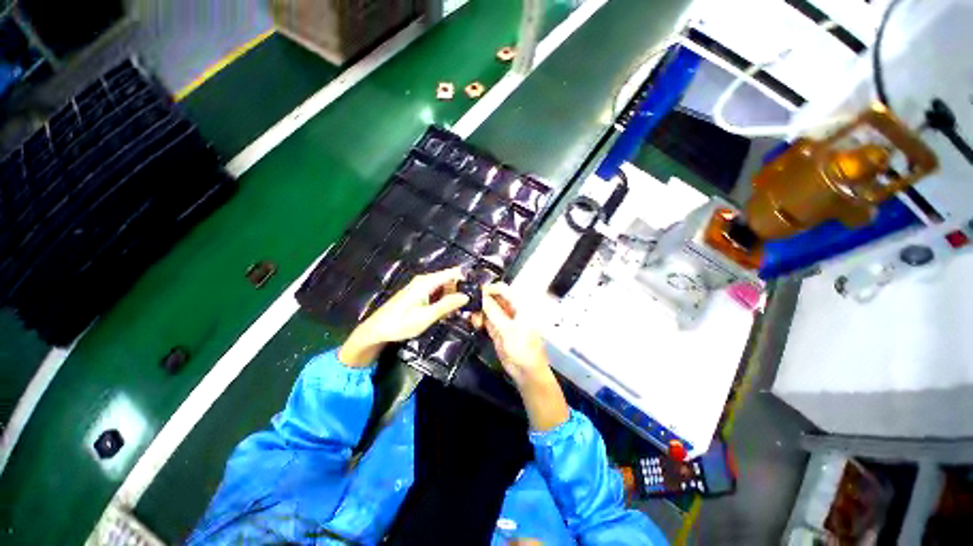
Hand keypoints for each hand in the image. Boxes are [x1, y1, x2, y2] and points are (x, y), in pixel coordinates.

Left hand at [339, 267, 468, 366]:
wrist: (376, 330)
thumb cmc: (400, 323)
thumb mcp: (426, 316)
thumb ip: (447, 305)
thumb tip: (467, 296)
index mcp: (427, 282)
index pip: (453, 273)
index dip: (467, 278)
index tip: (479, 290)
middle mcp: (425, 280)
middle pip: (450, 280)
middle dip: (462, 290)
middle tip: (474, 306)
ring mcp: (422, 287)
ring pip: (445, 288)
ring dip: (454, 298)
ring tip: (464, 311)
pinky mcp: (419, 294)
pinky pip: (438, 294)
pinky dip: (445, 301)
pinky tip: (449, 313)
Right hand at [480, 283, 549, 385]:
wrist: (526, 371)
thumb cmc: (523, 348)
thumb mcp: (508, 329)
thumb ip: (493, 311)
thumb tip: (481, 297)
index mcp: (520, 305)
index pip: (503, 289)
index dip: (489, 289)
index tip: (474, 293)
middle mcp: (511, 309)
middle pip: (494, 298)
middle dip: (481, 300)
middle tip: (469, 304)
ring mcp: (504, 319)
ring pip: (488, 309)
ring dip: (479, 310)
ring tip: (472, 317)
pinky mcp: (497, 329)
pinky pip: (486, 320)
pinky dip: (479, 319)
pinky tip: (474, 322)